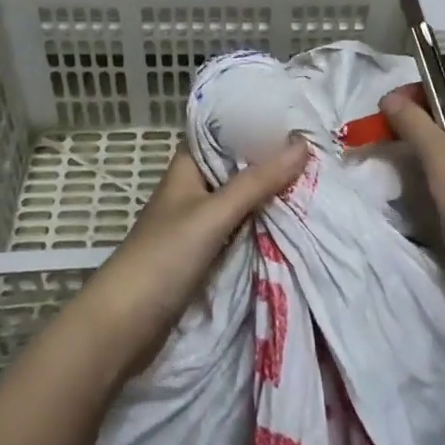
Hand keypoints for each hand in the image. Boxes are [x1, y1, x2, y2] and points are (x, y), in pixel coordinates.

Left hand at [80, 141, 307, 370]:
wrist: (123, 327)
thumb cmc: (163, 257)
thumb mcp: (214, 214)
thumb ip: (258, 181)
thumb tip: (303, 143)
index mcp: (189, 164)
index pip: (228, 131)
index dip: (261, 124)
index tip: (301, 117)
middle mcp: (195, 186)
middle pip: (240, 165)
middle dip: (274, 161)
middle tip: (321, 149)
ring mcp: (200, 220)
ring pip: (244, 198)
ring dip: (272, 193)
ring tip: (319, 178)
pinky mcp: (207, 251)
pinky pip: (243, 226)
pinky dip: (264, 222)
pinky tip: (295, 217)